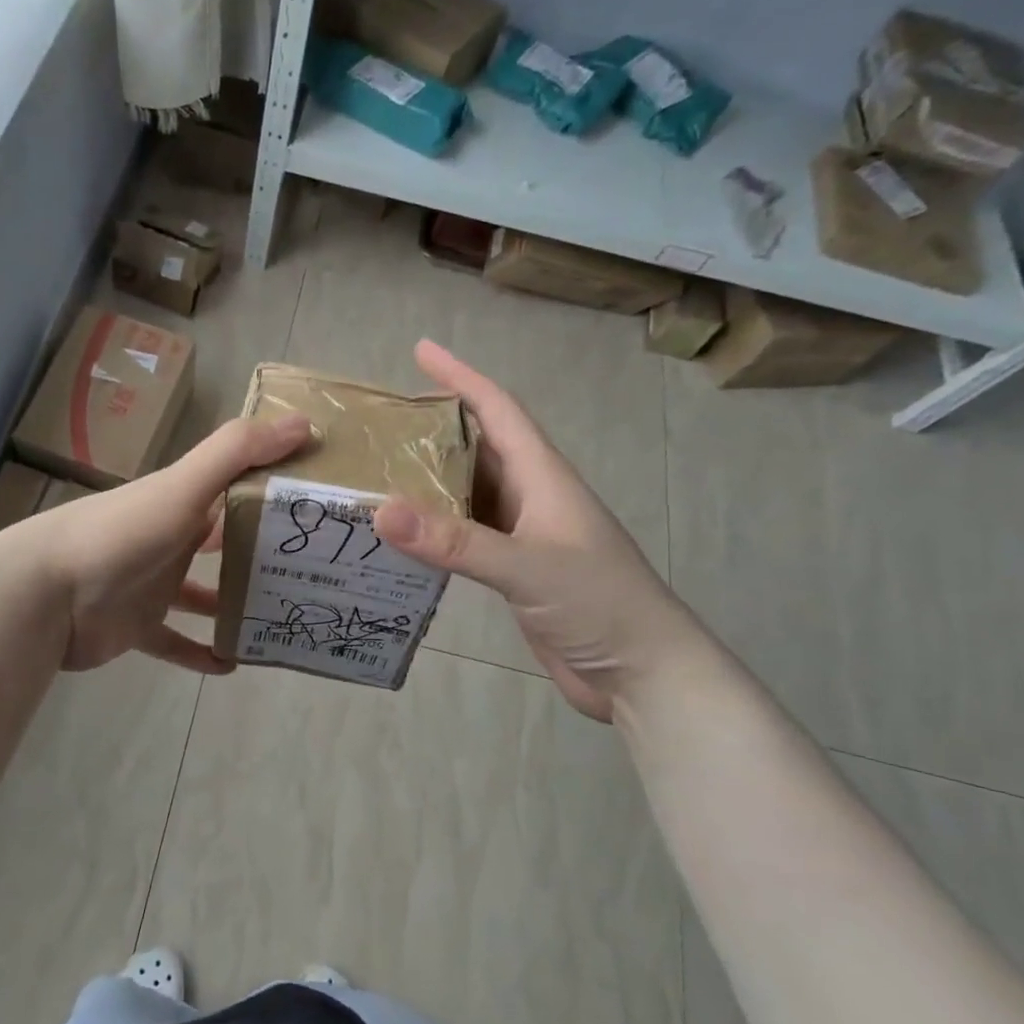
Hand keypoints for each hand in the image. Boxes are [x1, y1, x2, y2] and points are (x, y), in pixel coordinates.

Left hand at [32, 413, 311, 673]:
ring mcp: (153, 584)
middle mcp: (170, 539)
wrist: (47, 592)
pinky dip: (202, 652)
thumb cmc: (122, 533)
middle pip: (222, 542)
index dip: (272, 490)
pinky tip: (234, 664)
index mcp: (181, 501)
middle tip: (309, 568)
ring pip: (203, 593)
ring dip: (234, 603)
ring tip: (280, 615)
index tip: (317, 504)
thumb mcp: (184, 485)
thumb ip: (238, 452)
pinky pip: (176, 642)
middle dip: (260, 551)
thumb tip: (304, 423)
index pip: (234, 488)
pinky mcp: (139, 626)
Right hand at [372, 341, 700, 720]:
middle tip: (383, 419)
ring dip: (431, 478)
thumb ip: (455, 541)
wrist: (643, 673)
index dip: (462, 376)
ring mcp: (525, 535)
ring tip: (380, 469)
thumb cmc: (600, 605)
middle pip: (479, 446)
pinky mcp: (515, 570)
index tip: (422, 350)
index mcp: (543, 478)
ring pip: (470, 491)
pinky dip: (436, 526)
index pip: (499, 411)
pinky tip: (406, 534)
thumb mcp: (528, 567)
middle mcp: (533, 498)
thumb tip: (380, 510)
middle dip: (436, 425)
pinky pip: (467, 533)